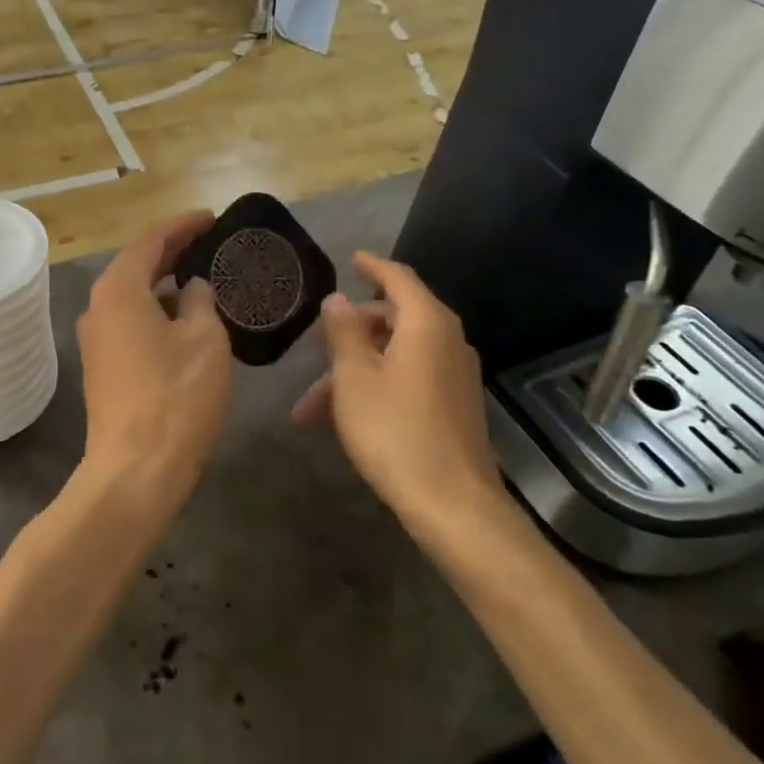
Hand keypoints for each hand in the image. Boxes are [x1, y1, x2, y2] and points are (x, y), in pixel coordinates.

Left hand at [76, 211, 232, 506]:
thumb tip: (191, 289)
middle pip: (137, 266)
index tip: (212, 218)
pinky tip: (186, 323)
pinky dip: (158, 314)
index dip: (183, 225)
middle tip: (210, 244)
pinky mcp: (103, 368)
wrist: (136, 470)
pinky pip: (132, 324)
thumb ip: (199, 302)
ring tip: (204, 281)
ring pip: (134, 298)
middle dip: (173, 252)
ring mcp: (97, 340)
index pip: (151, 240)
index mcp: (119, 290)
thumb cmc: (175, 395)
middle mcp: (99, 307)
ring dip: (166, 286)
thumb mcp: (203, 339)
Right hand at [291, 252, 500, 526]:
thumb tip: (337, 299)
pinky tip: (342, 417)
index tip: (352, 259)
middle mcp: (447, 342)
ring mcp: (453, 375)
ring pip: (395, 355)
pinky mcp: (453, 405)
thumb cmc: (395, 431)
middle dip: (349, 331)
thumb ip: (344, 332)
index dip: (372, 266)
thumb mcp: (354, 377)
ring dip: (353, 370)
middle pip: (394, 318)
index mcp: (427, 324)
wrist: (453, 504)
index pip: (399, 278)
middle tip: (316, 342)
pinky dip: (374, 386)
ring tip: (310, 406)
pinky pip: (407, 378)